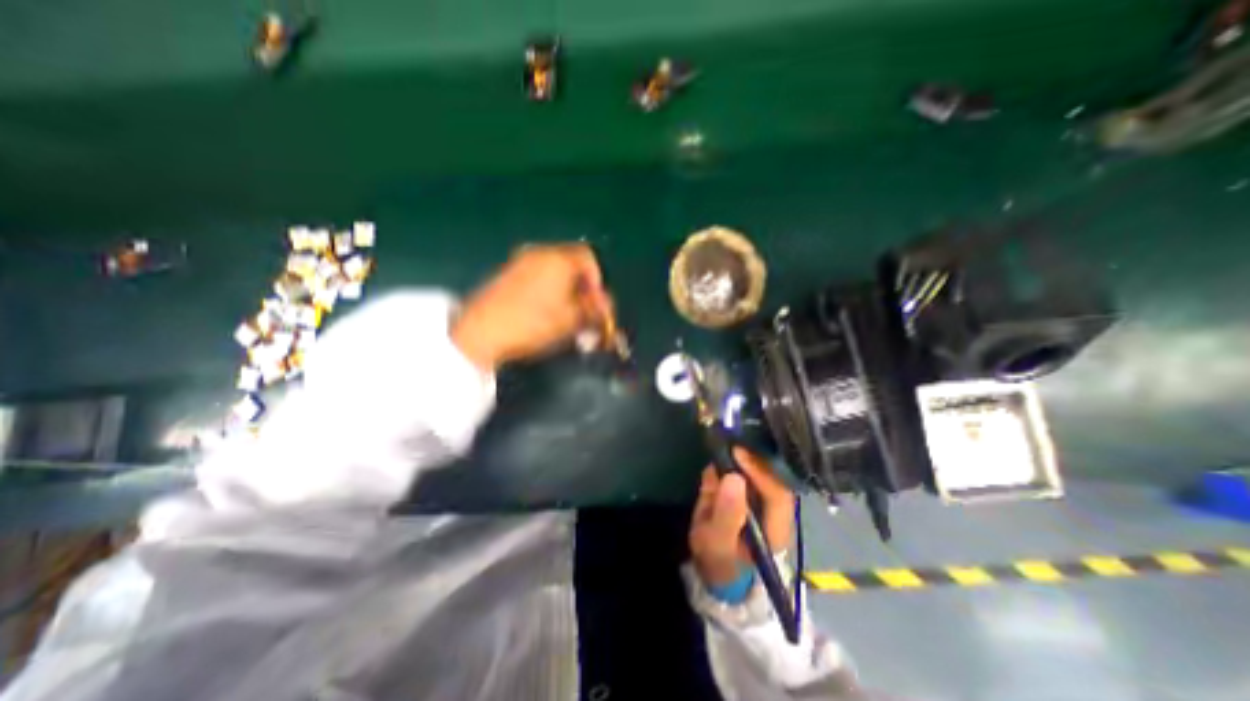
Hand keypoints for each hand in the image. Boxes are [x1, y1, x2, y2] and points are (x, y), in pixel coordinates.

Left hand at [457, 240, 614, 368]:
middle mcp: (539, 253)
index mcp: (558, 259)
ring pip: (554, 269)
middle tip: (584, 309)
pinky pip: (537, 273)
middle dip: (583, 284)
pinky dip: (548, 287)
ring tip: (566, 312)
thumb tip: (606, 305)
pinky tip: (545, 309)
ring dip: (566, 287)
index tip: (597, 301)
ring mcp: (520, 261)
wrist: (481, 331)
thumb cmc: (533, 324)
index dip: (598, 279)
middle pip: (571, 261)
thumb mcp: (570, 320)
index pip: (588, 257)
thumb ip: (594, 310)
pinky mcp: (507, 273)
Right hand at [688, 449, 794, 585]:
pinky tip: (722, 461)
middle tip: (729, 445)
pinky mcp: (753, 496)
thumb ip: (726, 514)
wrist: (715, 570)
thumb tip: (734, 476)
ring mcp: (767, 503)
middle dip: (752, 460)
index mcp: (776, 529)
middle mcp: (777, 513)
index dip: (759, 471)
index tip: (737, 453)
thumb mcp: (717, 543)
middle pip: (774, 478)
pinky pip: (751, 474)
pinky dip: (736, 464)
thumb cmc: (718, 561)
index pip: (777, 494)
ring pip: (764, 473)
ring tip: (724, 451)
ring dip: (745, 460)